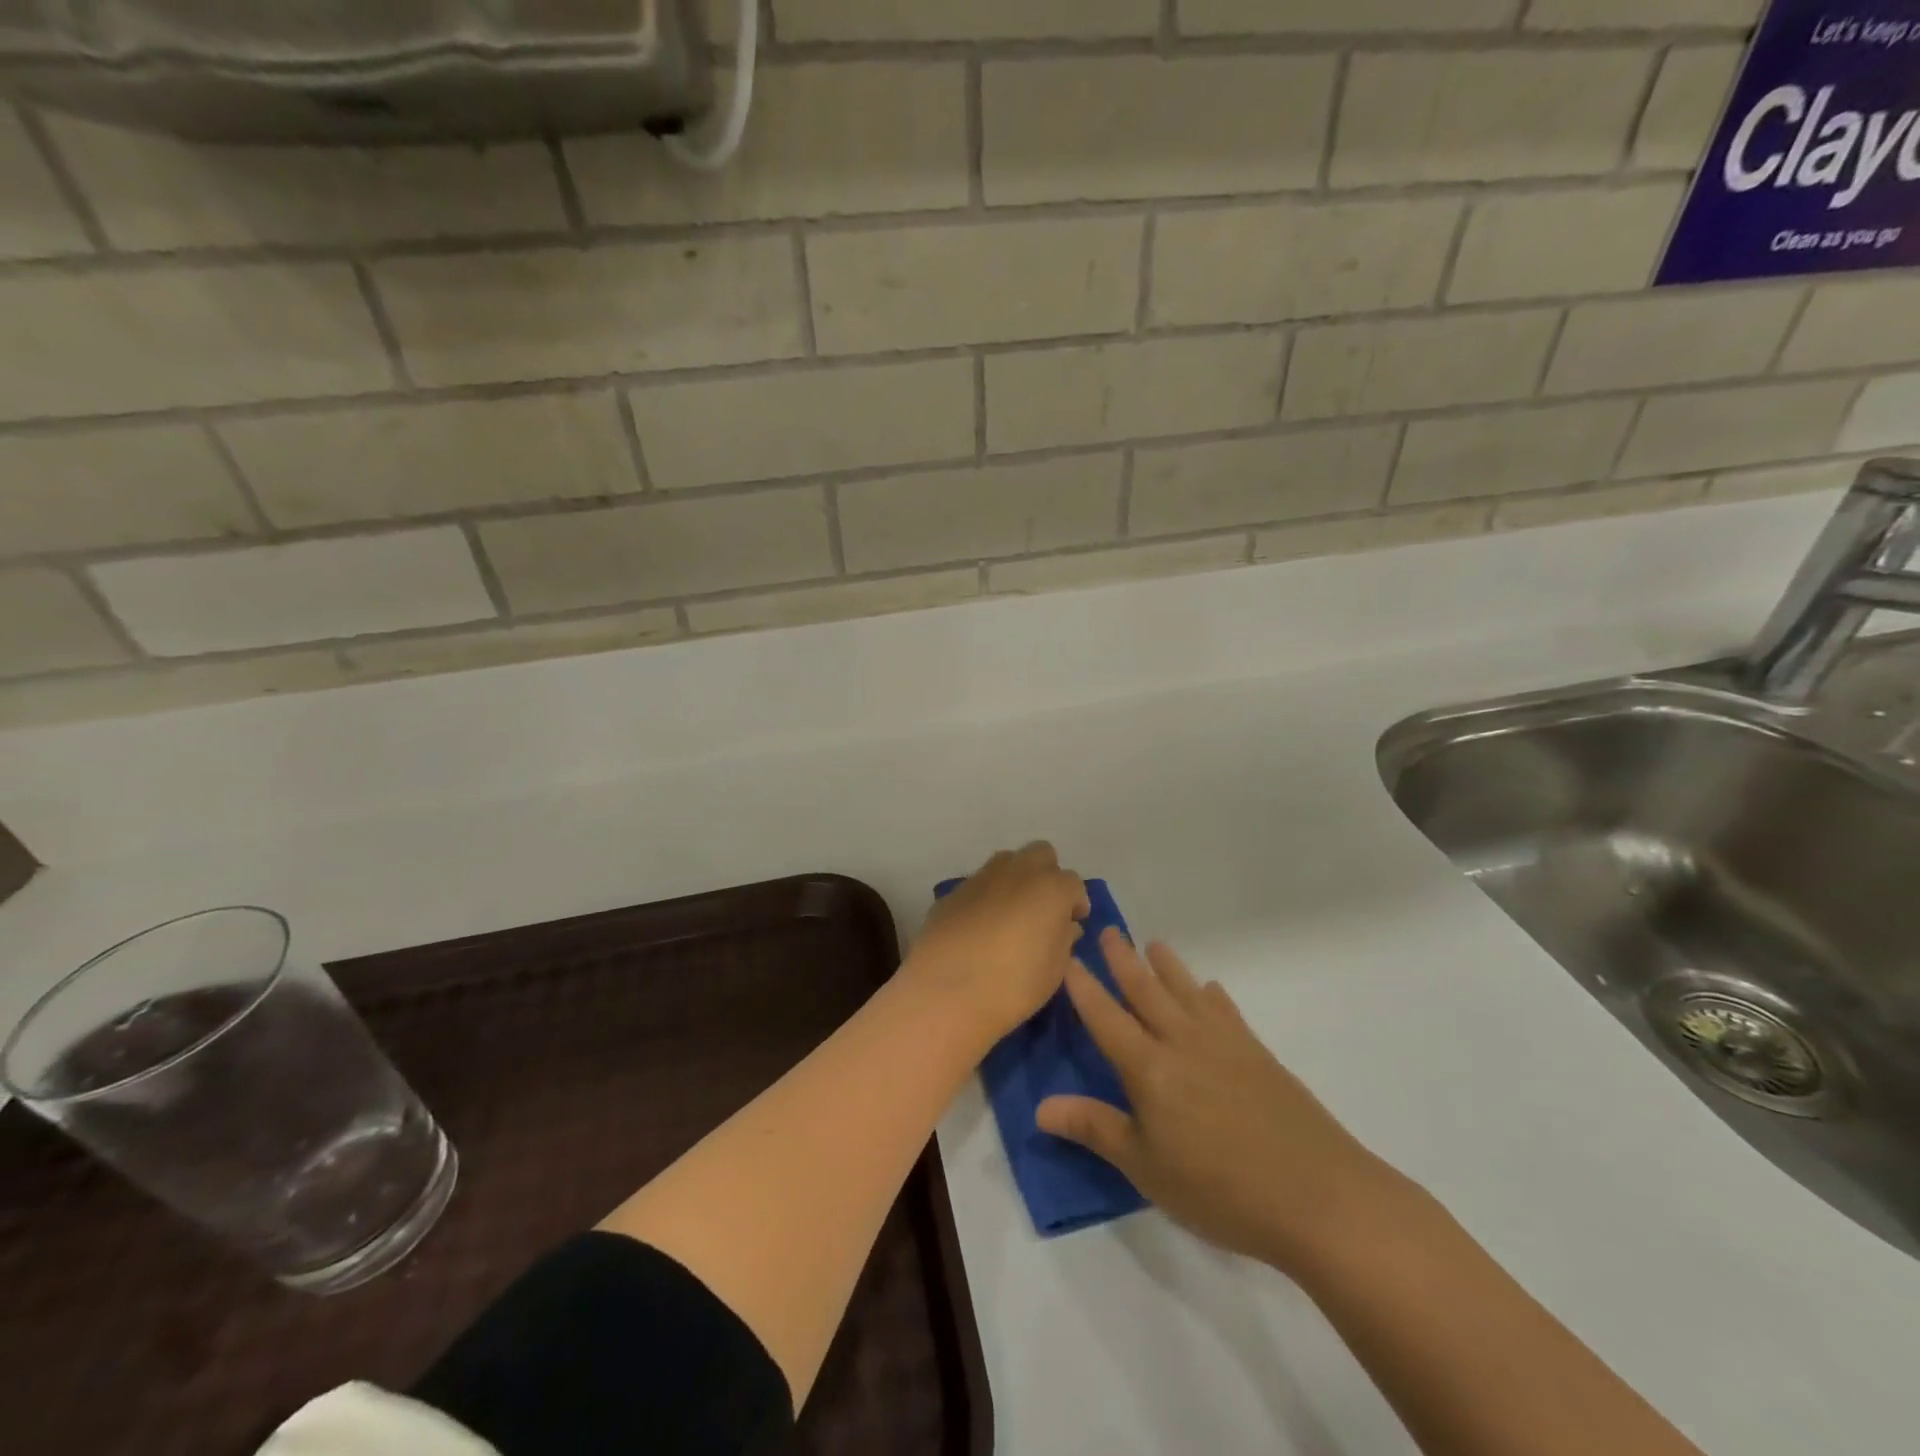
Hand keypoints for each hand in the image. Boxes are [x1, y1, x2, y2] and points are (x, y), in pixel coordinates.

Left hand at [906, 843, 1089, 1047]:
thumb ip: (1064, 940)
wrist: (945, 992)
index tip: (1072, 923)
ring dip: (1016, 879)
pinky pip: (978, 884)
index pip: (1073, 883)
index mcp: (1050, 888)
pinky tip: (980, 927)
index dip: (1075, 903)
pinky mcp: (953, 892)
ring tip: (1012, 914)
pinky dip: (986, 897)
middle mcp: (1017, 871)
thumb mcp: (1053, 971)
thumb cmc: (1013, 986)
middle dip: (1047, 874)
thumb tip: (1065, 925)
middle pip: (1041, 854)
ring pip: (1007, 862)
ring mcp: (981, 878)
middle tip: (1044, 908)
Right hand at [1037, 931, 1408, 1274]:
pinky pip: (1227, 1010)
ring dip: (1167, 966)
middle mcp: (1182, 1041)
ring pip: (1186, 991)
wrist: (1317, 1195)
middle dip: (1122, 960)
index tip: (1066, 958)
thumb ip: (1095, 1129)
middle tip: (1107, 930)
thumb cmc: (1219, 1188)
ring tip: (1153, 944)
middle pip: (1145, 991)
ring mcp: (1224, 1043)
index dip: (1083, 988)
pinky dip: (1213, 994)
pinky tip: (1211, 988)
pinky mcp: (1258, 1054)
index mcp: (1148, 1068)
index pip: (1105, 1017)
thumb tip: (1041, 1106)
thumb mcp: (1145, 1168)